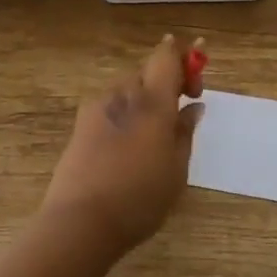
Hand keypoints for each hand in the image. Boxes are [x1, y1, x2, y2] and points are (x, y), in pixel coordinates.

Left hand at [42, 36, 204, 253]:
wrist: (80, 222)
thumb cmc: (139, 198)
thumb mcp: (176, 169)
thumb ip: (185, 132)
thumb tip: (192, 107)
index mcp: (152, 101)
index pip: (166, 56)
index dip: (184, 55)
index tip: (196, 76)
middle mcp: (122, 95)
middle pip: (147, 72)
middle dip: (166, 83)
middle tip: (181, 111)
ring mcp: (96, 109)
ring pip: (127, 90)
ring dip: (144, 101)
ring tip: (154, 135)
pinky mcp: (80, 126)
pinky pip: (111, 108)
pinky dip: (126, 115)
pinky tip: (129, 146)